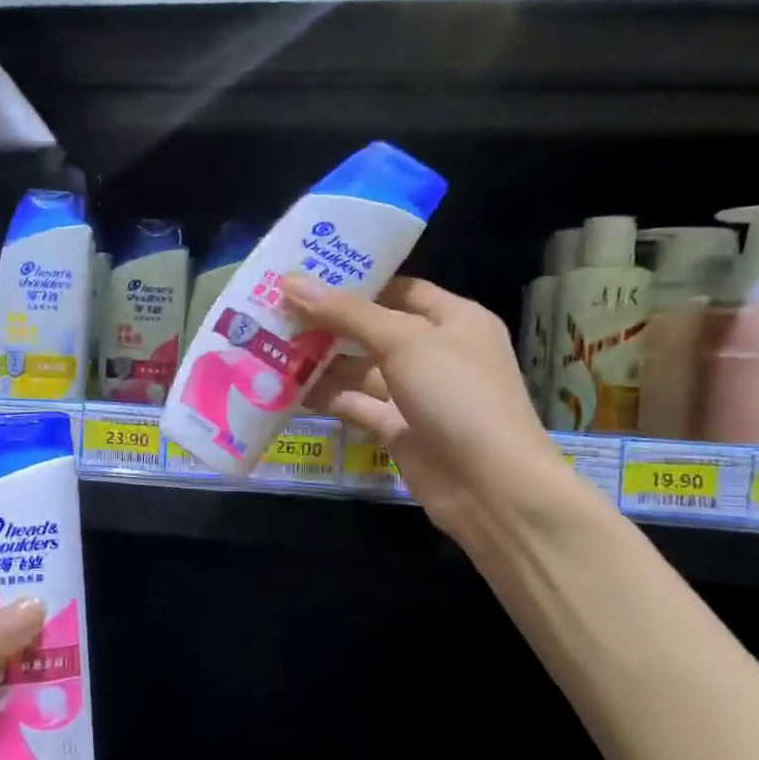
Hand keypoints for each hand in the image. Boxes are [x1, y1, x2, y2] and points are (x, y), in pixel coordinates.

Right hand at [284, 273, 572, 539]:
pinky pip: (355, 403)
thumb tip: (291, 282)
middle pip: (372, 329)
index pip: (399, 289)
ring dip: (320, 360)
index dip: (355, 281)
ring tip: (269, 345)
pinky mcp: (396, 428)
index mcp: (454, 319)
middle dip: (327, 322)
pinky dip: (325, 396)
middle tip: (274, 309)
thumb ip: (346, 313)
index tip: (305, 275)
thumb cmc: (458, 395)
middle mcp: (435, 352)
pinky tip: (285, 386)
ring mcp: (415, 393)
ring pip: (359, 369)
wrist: (489, 485)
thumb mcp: (404, 341)